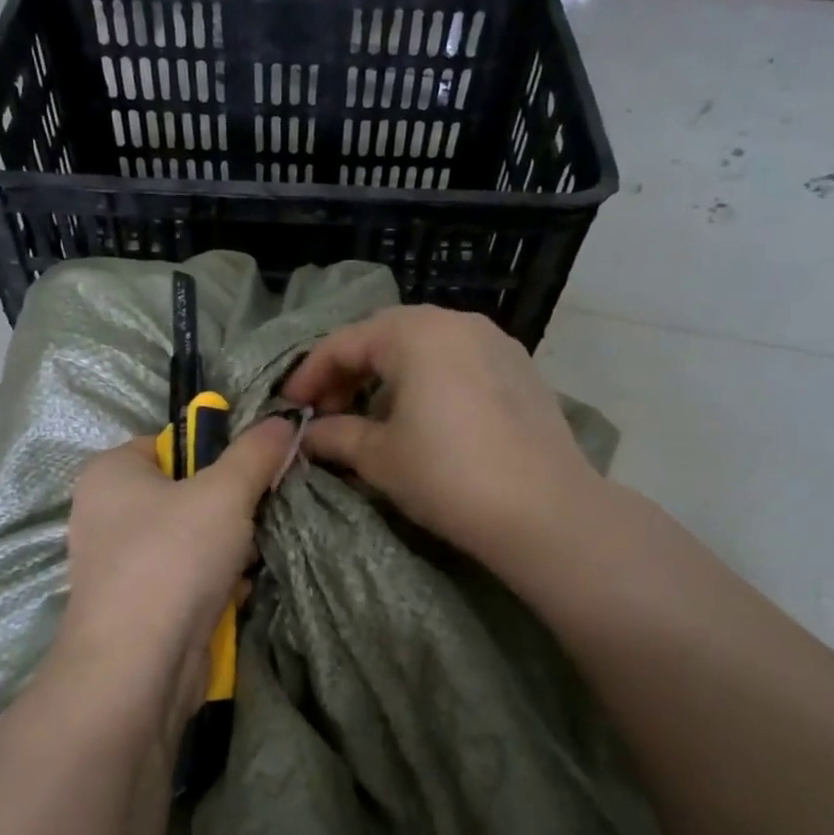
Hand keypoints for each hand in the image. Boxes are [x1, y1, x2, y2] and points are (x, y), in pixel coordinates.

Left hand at [58, 417, 295, 720]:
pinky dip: (216, 579)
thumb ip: (256, 452)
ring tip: (256, 552)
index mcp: (110, 472)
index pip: (172, 442)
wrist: (138, 666)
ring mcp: (120, 563)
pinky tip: (241, 587)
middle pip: (187, 491)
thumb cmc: (173, 557)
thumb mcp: (225, 491)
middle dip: (232, 504)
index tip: (258, 469)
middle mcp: (107, 513)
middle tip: (264, 511)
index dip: (218, 452)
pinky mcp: (139, 605)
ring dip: (230, 545)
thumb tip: (284, 419)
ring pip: (192, 537)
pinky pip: (187, 576)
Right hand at [283, 307, 595, 568]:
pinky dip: (427, 381)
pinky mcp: (520, 371)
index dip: (310, 374)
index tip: (290, 407)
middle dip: (349, 372)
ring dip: (388, 376)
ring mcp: (496, 343)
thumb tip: (307, 434)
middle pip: (386, 336)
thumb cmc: (447, 475)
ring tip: (371, 416)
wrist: (543, 511)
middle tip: (327, 411)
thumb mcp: (379, 457)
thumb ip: (334, 436)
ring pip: (424, 347)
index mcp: (416, 333)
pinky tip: (423, 418)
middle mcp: (457, 323)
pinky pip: (458, 362)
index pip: (345, 343)